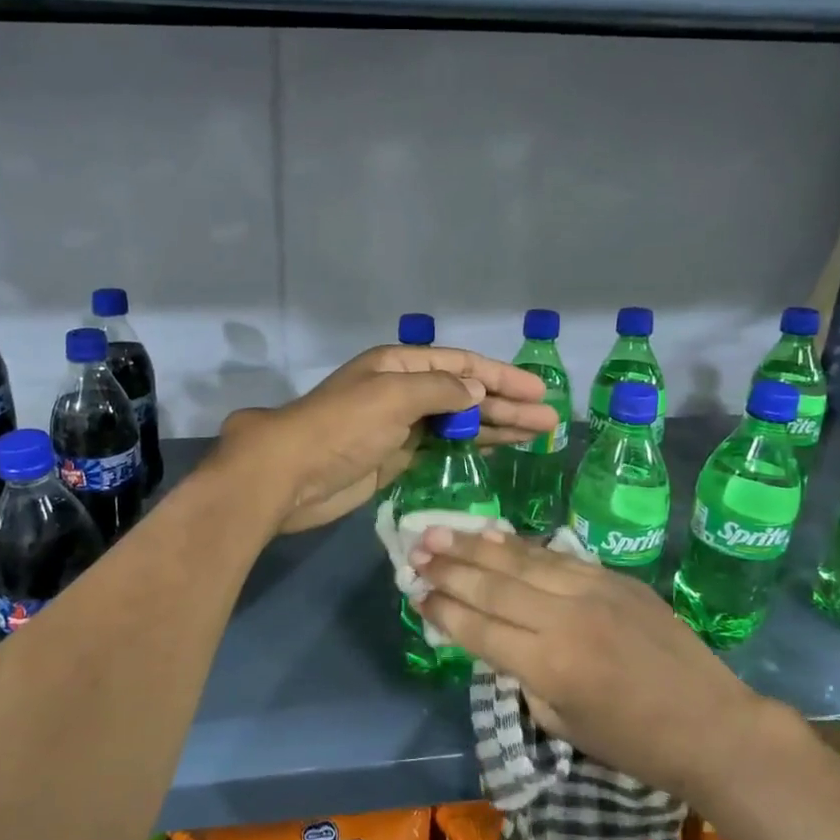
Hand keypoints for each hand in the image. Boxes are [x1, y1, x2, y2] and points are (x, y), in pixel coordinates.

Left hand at [216, 345, 556, 533]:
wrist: (291, 474)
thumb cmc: (342, 427)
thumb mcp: (393, 396)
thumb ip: (441, 390)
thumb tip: (479, 390)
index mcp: (399, 365)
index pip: (461, 365)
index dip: (501, 375)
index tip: (538, 390)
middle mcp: (402, 390)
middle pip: (465, 394)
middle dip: (506, 405)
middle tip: (548, 421)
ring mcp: (400, 426)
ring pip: (457, 423)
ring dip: (496, 427)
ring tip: (537, 435)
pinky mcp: (396, 458)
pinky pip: (442, 448)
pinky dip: (469, 449)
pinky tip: (498, 451)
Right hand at [412, 527, 757, 796]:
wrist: (711, 724)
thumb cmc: (633, 742)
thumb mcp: (562, 722)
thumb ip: (520, 674)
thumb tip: (491, 637)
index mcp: (549, 666)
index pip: (479, 628)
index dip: (443, 609)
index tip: (414, 593)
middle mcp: (565, 619)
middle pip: (492, 585)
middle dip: (447, 568)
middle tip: (413, 551)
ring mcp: (592, 590)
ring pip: (519, 560)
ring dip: (473, 546)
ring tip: (437, 531)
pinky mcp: (613, 576)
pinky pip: (555, 555)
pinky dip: (518, 544)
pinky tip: (490, 533)